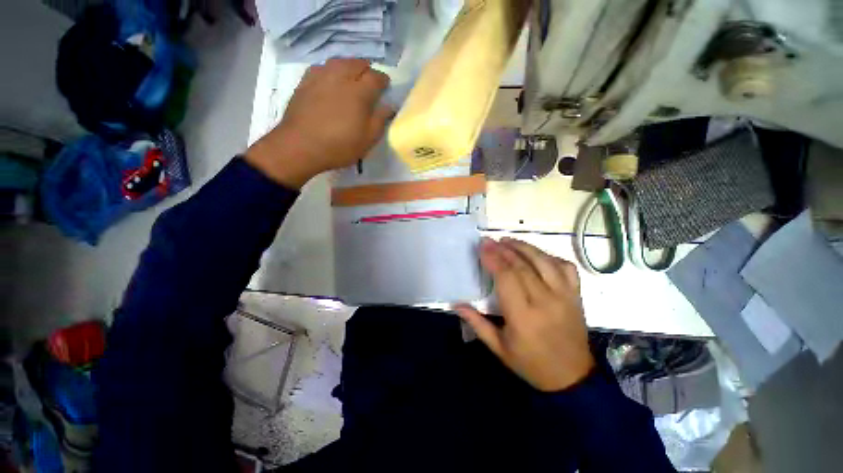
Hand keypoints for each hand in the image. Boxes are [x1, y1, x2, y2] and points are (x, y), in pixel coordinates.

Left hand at [245, 58, 392, 188]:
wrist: (300, 146)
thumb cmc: (339, 146)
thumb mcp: (367, 140)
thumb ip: (380, 120)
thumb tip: (389, 106)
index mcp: (359, 92)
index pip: (376, 77)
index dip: (383, 80)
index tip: (386, 87)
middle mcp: (341, 77)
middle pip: (358, 63)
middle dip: (367, 70)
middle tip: (369, 82)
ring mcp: (321, 76)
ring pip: (339, 61)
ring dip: (349, 66)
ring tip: (351, 77)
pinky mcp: (305, 81)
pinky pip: (322, 67)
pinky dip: (331, 70)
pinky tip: (331, 80)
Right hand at [456, 238, 594, 391]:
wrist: (572, 378)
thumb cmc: (531, 364)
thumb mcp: (498, 348)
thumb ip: (476, 323)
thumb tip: (456, 304)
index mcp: (523, 316)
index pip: (506, 277)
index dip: (493, 258)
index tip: (482, 246)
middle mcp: (546, 301)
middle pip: (522, 266)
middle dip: (503, 249)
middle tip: (489, 240)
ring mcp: (565, 296)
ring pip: (544, 262)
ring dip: (524, 247)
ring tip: (508, 240)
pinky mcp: (576, 296)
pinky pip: (565, 267)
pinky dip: (550, 256)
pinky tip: (536, 254)